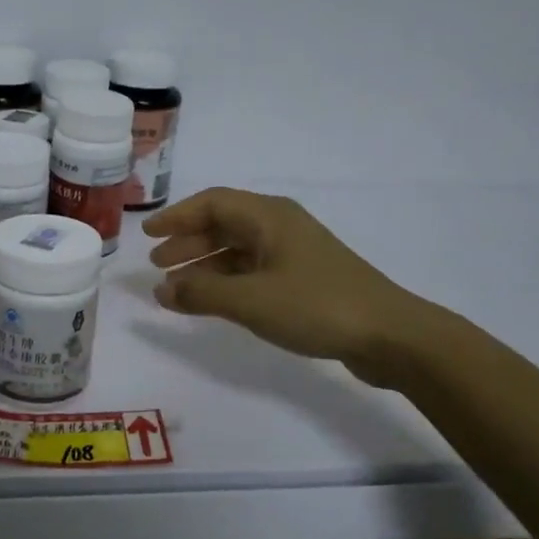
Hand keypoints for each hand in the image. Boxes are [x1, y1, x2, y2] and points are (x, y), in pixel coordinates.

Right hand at [143, 187, 441, 385]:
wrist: (389, 335)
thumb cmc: (315, 306)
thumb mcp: (250, 300)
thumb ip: (200, 294)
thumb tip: (160, 290)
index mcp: (269, 217)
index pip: (212, 203)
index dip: (177, 217)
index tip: (148, 235)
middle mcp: (281, 226)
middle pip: (224, 224)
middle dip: (188, 242)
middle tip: (157, 263)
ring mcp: (295, 253)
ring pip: (238, 249)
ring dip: (205, 264)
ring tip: (177, 287)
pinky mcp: (305, 279)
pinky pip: (253, 270)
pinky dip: (227, 280)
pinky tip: (213, 300)